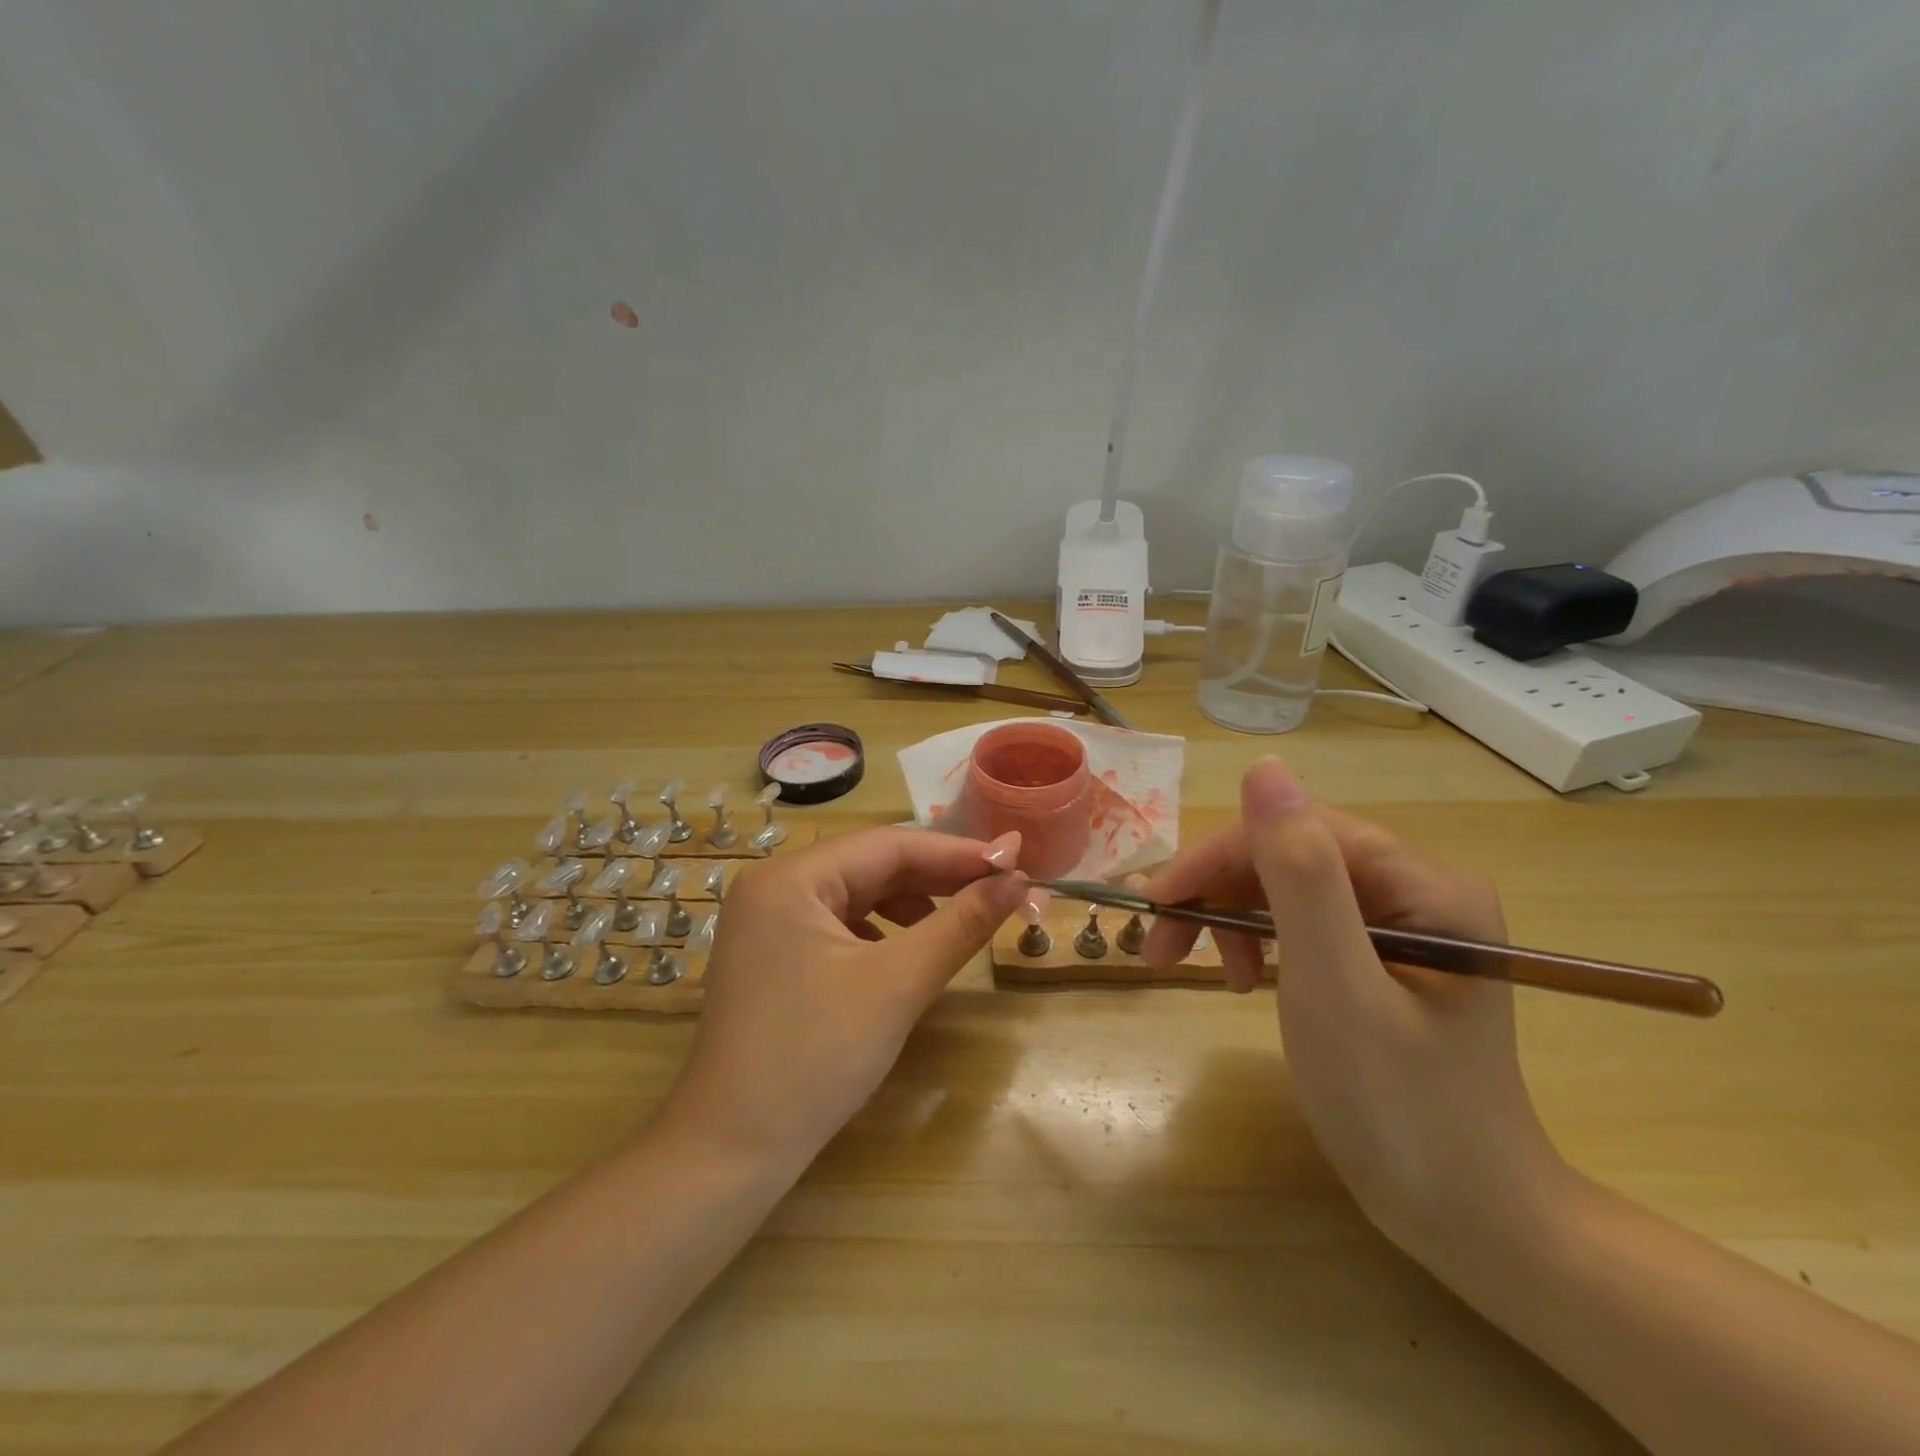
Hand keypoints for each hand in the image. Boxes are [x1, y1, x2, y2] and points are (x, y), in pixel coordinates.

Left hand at [658, 827, 1027, 1170]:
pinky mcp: (772, 955)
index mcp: (790, 877)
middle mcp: (773, 886)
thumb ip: (962, 924)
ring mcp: (767, 922)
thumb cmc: (816, 1057)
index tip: (1016, 862)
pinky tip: (908, 953)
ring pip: (857, 894)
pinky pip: (839, 924)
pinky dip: (882, 931)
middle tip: (1001, 891)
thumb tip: (1019, 879)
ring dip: (913, 904)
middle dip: (938, 879)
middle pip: (872, 866)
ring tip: (960, 923)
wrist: (732, 1153)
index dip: (957, 853)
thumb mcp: (898, 984)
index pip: (889, 845)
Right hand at [1142, 758, 1562, 1250]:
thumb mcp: (1335, 987)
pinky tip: (1246, 980)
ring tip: (1207, 973)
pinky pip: (1300, 923)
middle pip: (1287, 856)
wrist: (1470, 1221)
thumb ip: (1300, 875)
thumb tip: (1265, 768)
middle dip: (1216, 895)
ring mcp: (1399, 924)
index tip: (1154, 907)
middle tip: (1159, 948)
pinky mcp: (1380, 957)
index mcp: (1422, 884)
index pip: (1295, 832)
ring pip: (1285, 887)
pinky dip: (1258, 943)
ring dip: (1230, 919)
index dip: (1216, 859)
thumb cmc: (1400, 1108)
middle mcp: (1415, 888)